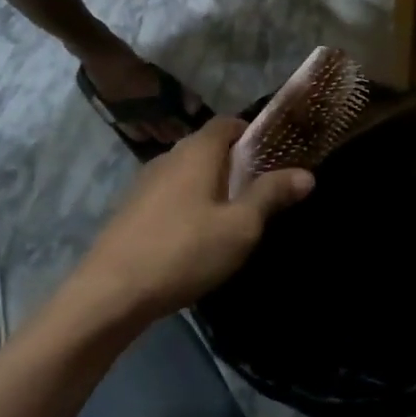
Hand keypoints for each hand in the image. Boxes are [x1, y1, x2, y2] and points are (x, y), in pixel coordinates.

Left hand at [77, 117, 312, 321]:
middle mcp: (169, 156)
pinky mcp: (131, 210)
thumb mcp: (240, 227)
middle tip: (261, 192)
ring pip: (188, 173)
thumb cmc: (184, 251)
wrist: (109, 294)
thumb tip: (306, 174)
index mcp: (197, 150)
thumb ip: (272, 195)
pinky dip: (189, 205)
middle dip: (235, 163)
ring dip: (211, 187)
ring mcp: (145, 183)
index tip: (275, 157)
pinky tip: (196, 238)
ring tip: (232, 218)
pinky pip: (171, 195)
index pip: (229, 122)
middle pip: (209, 147)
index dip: (254, 133)